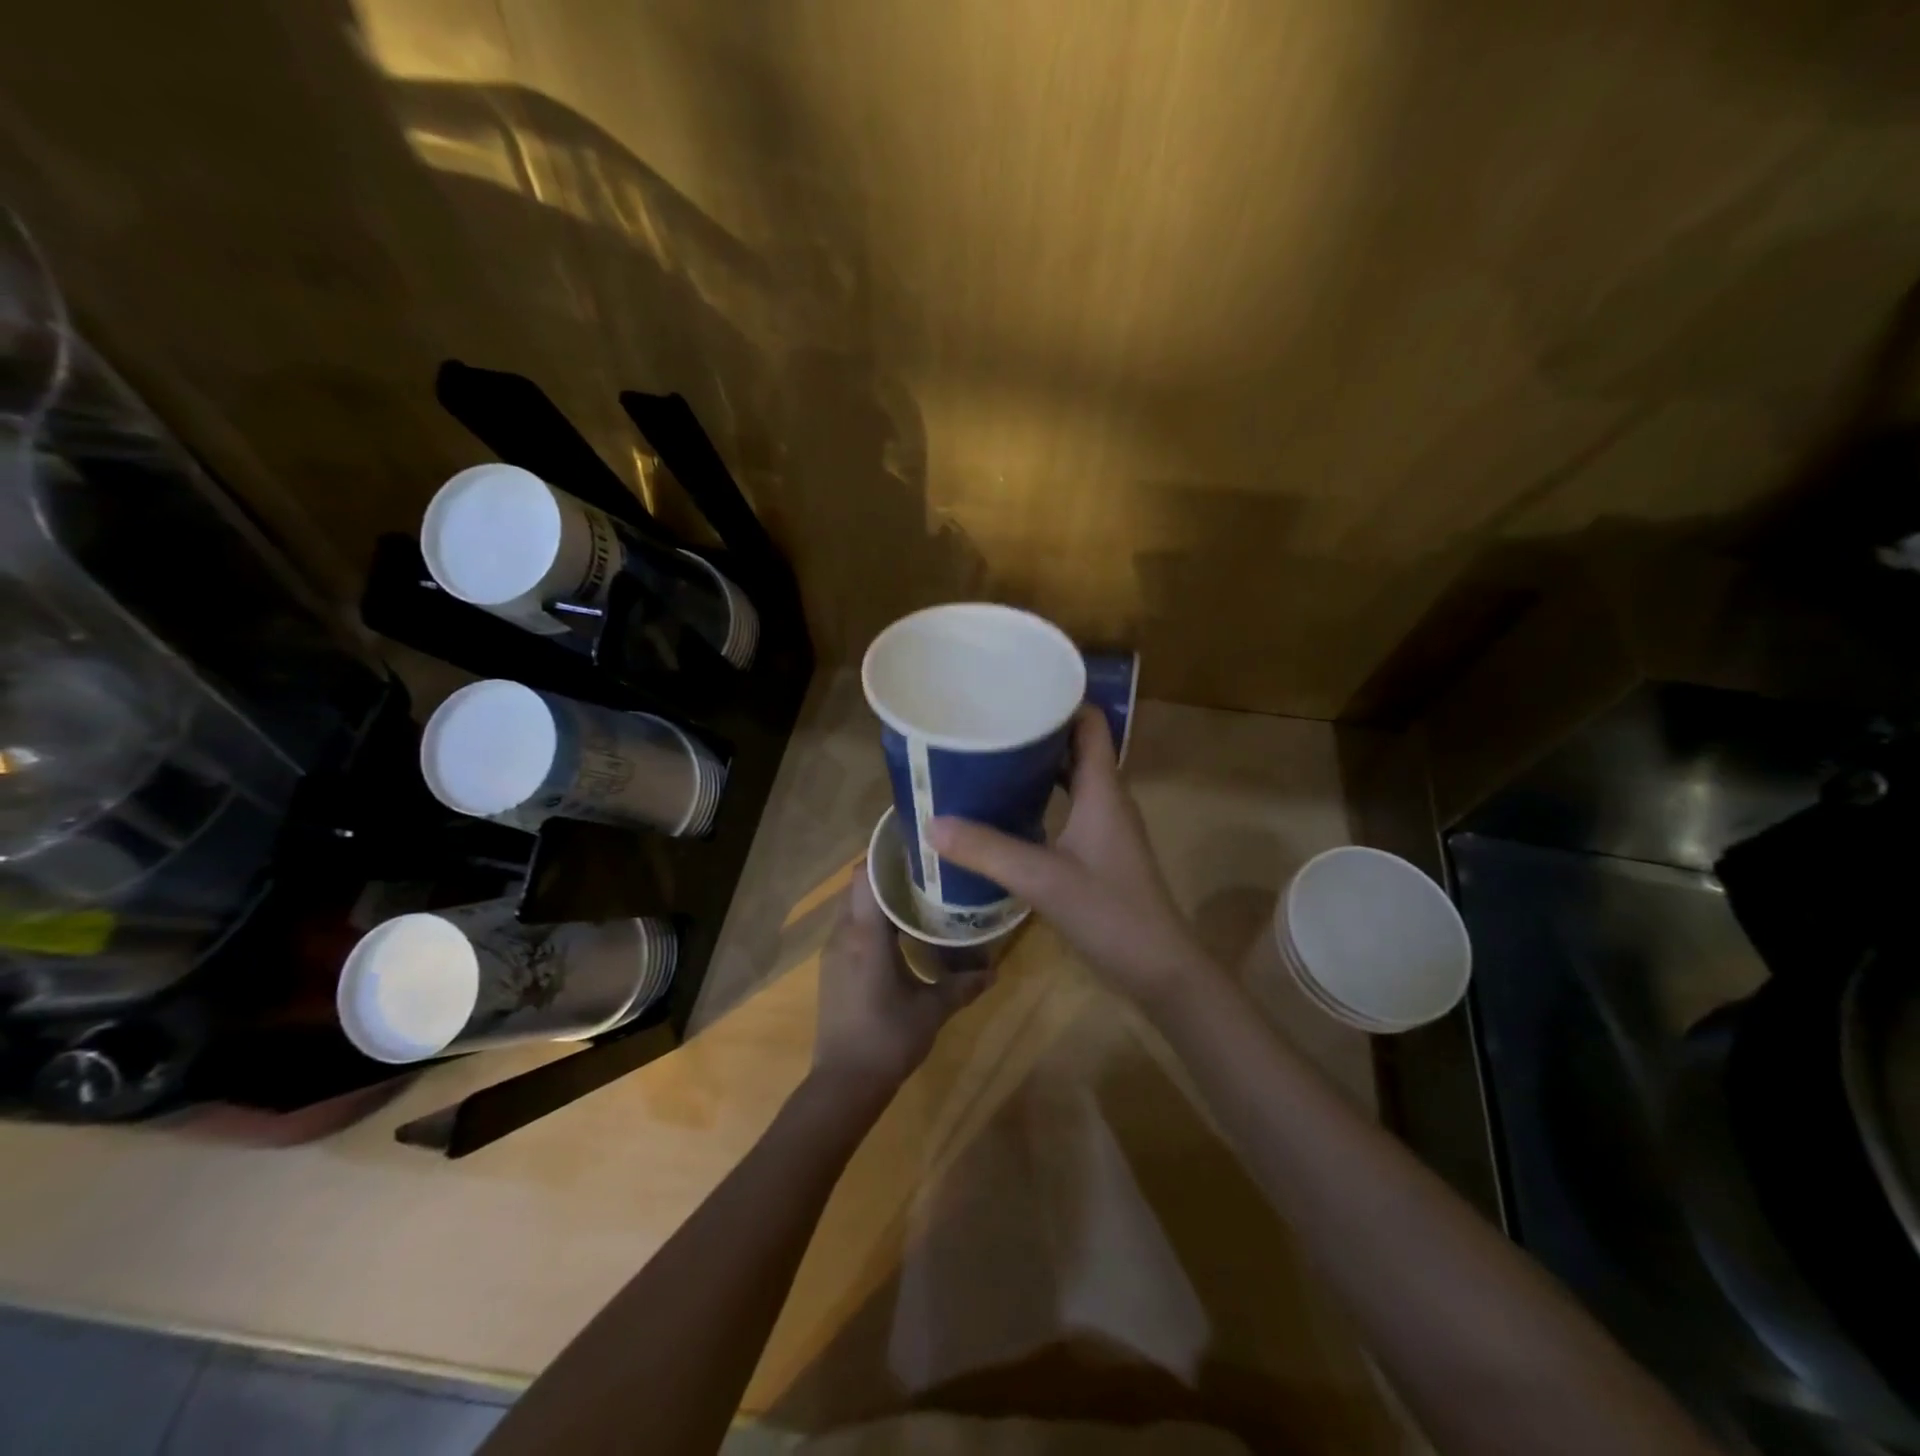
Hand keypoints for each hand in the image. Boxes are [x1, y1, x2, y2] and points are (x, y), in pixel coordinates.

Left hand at [811, 868, 992, 1099]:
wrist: (844, 1084)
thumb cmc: (888, 1039)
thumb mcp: (932, 1011)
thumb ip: (963, 986)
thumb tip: (994, 971)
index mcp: (866, 936)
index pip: (866, 876)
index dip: (886, 856)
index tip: (916, 847)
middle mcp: (844, 935)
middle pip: (859, 887)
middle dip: (888, 875)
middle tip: (925, 872)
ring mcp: (833, 952)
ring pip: (853, 907)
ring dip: (879, 898)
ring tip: (917, 897)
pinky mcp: (832, 968)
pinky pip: (850, 927)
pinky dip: (871, 920)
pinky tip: (899, 934)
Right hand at [928, 705, 1210, 1009]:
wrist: (1158, 968)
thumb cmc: (1110, 912)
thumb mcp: (1043, 879)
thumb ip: (988, 851)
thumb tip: (931, 824)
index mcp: (1103, 789)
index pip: (1089, 723)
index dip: (1059, 700)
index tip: (1015, 692)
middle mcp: (1107, 798)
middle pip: (1075, 746)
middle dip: (1035, 732)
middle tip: (988, 725)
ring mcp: (1105, 826)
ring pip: (1071, 779)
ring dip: (1036, 767)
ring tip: (989, 759)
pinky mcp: (1099, 851)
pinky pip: (1068, 807)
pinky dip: (1041, 800)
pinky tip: (1007, 810)